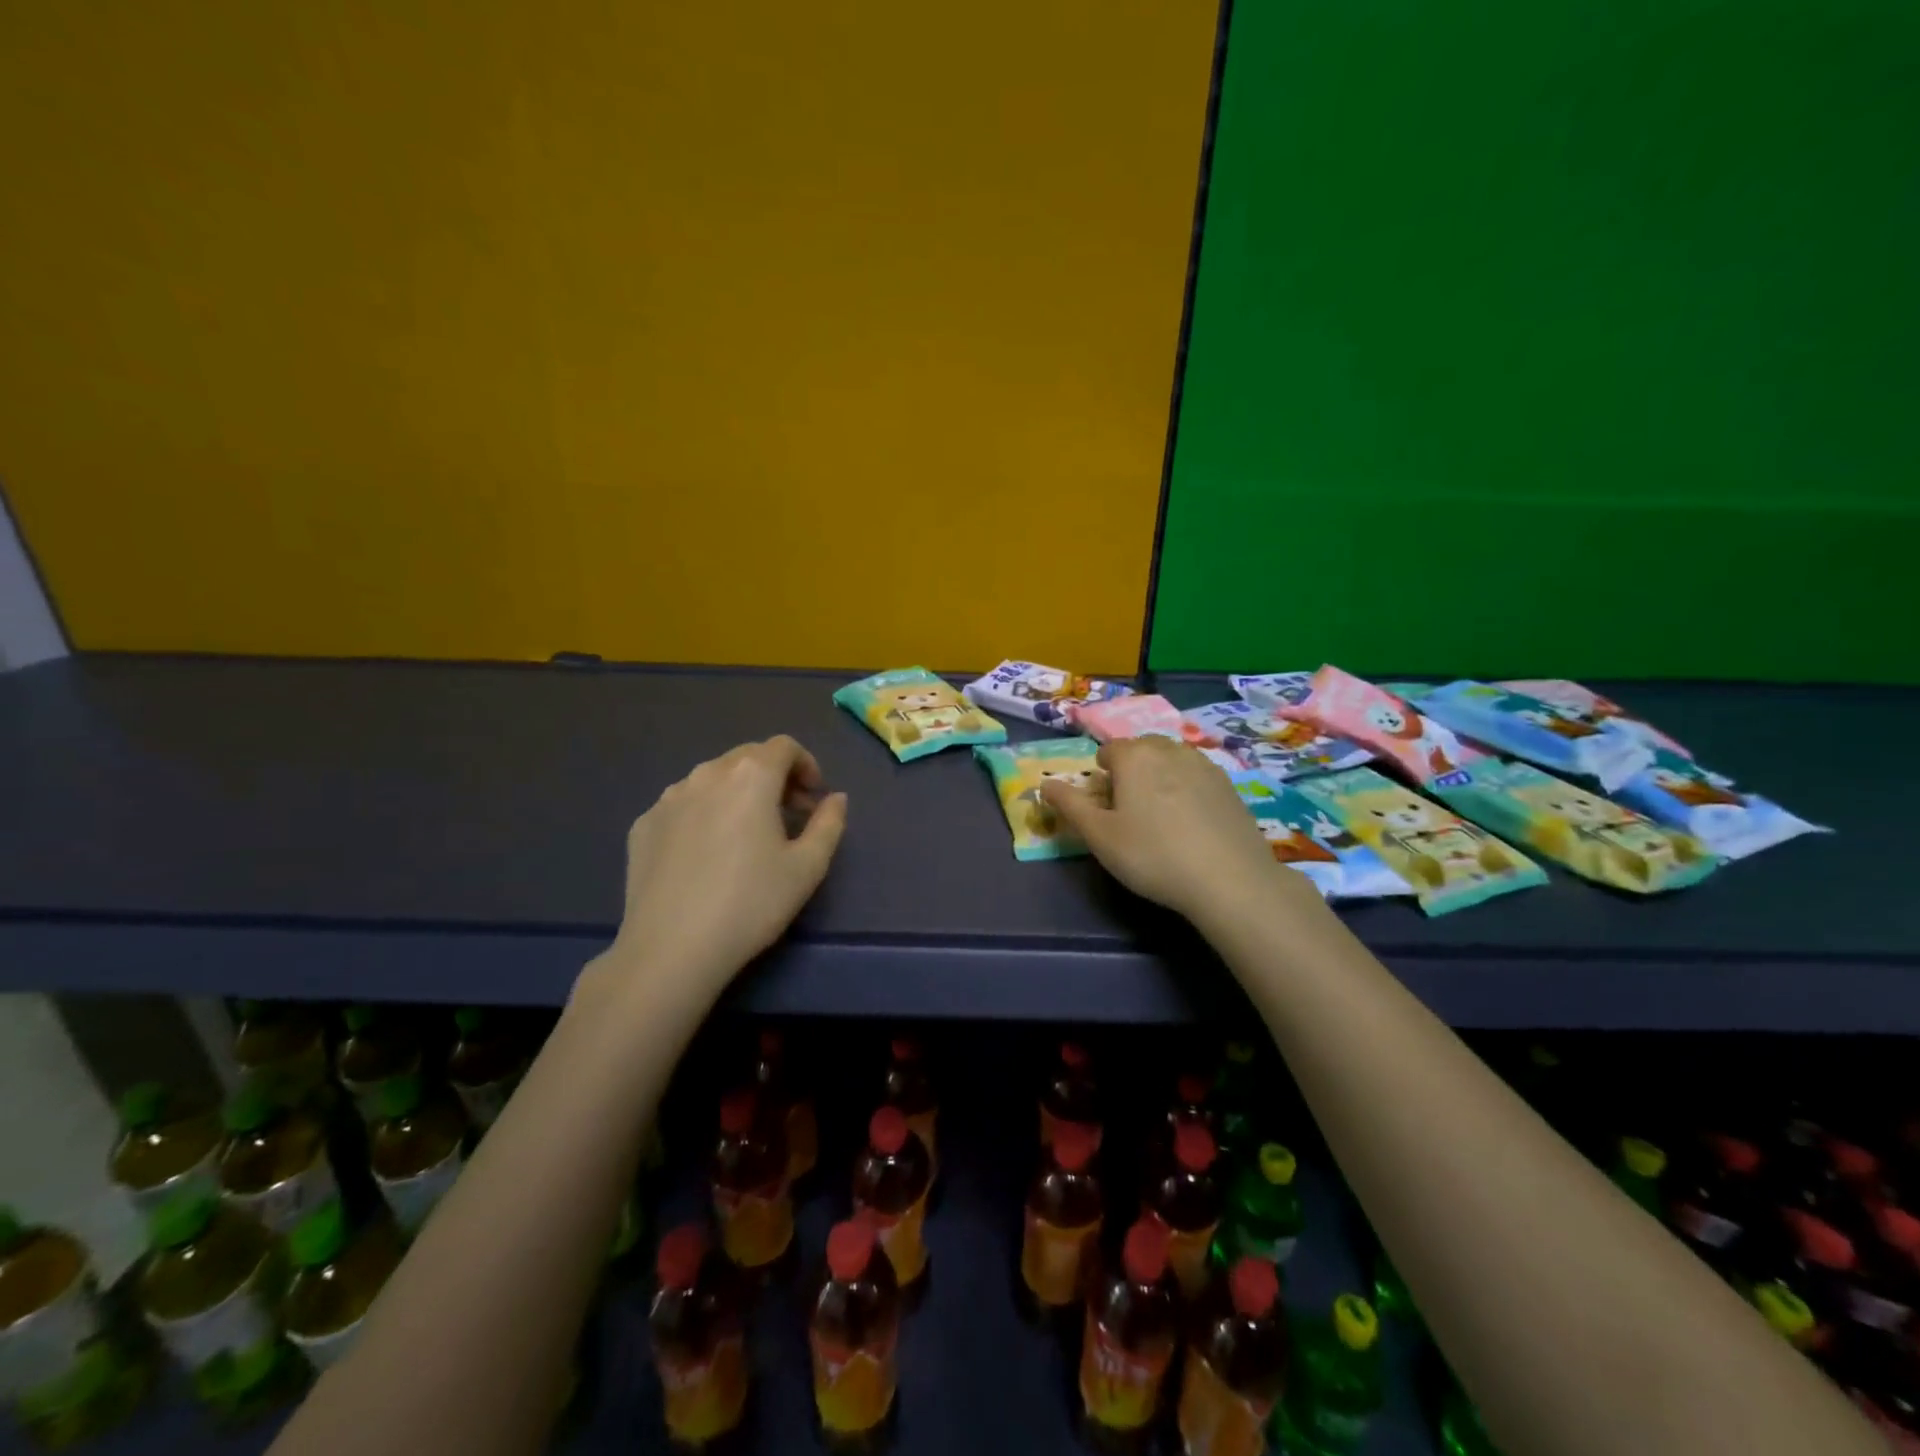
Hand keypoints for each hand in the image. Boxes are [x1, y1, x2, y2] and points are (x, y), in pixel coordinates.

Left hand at [591, 737, 847, 1008]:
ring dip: (737, 794)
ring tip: (746, 836)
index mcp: (750, 776)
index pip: (784, 746)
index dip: (806, 765)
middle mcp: (706, 774)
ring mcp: (668, 798)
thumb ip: (829, 823)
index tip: (814, 799)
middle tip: (789, 816)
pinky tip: (707, 856)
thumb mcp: (808, 867)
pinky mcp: (643, 825)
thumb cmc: (751, 903)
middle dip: (774, 777)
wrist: (671, 949)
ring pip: (712, 780)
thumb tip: (835, 799)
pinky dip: (704, 814)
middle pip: (747, 757)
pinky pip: (683, 805)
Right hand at [1041, 737, 1320, 926]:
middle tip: (1130, 815)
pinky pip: (1196, 778)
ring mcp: (1204, 764)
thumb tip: (1045, 784)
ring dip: (1159, 779)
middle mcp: (1169, 749)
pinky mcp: (1230, 785)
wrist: (1229, 879)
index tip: (1105, 811)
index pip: (1107, 752)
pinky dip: (1187, 791)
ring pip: (1170, 762)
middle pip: (1140, 751)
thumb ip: (1069, 805)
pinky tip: (1192, 826)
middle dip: (1130, 773)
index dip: (1100, 779)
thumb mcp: (1099, 836)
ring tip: (1162, 820)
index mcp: (1134, 755)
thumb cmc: (1152, 855)